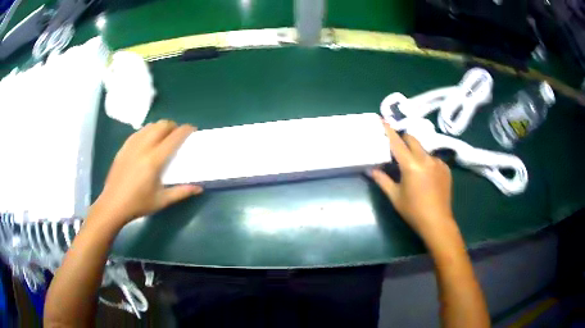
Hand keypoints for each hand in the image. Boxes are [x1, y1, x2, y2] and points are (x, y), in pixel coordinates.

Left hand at [90, 120, 202, 225]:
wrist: (113, 205)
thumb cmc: (138, 204)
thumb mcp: (161, 201)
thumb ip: (181, 192)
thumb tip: (199, 188)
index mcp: (154, 160)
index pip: (173, 138)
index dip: (185, 130)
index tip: (192, 129)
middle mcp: (143, 148)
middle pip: (161, 126)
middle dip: (172, 126)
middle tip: (177, 134)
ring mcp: (131, 146)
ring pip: (149, 126)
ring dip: (160, 127)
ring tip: (164, 136)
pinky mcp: (123, 148)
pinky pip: (138, 132)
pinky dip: (147, 131)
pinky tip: (148, 140)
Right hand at [370, 122, 453, 240]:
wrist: (437, 222)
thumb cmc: (413, 211)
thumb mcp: (395, 196)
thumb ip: (382, 180)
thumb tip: (370, 169)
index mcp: (411, 165)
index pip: (397, 142)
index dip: (388, 130)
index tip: (382, 120)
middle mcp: (426, 158)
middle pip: (412, 139)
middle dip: (403, 140)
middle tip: (397, 150)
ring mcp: (438, 162)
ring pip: (423, 149)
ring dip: (416, 153)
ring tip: (413, 169)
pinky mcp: (446, 168)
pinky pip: (433, 159)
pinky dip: (427, 162)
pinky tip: (426, 177)